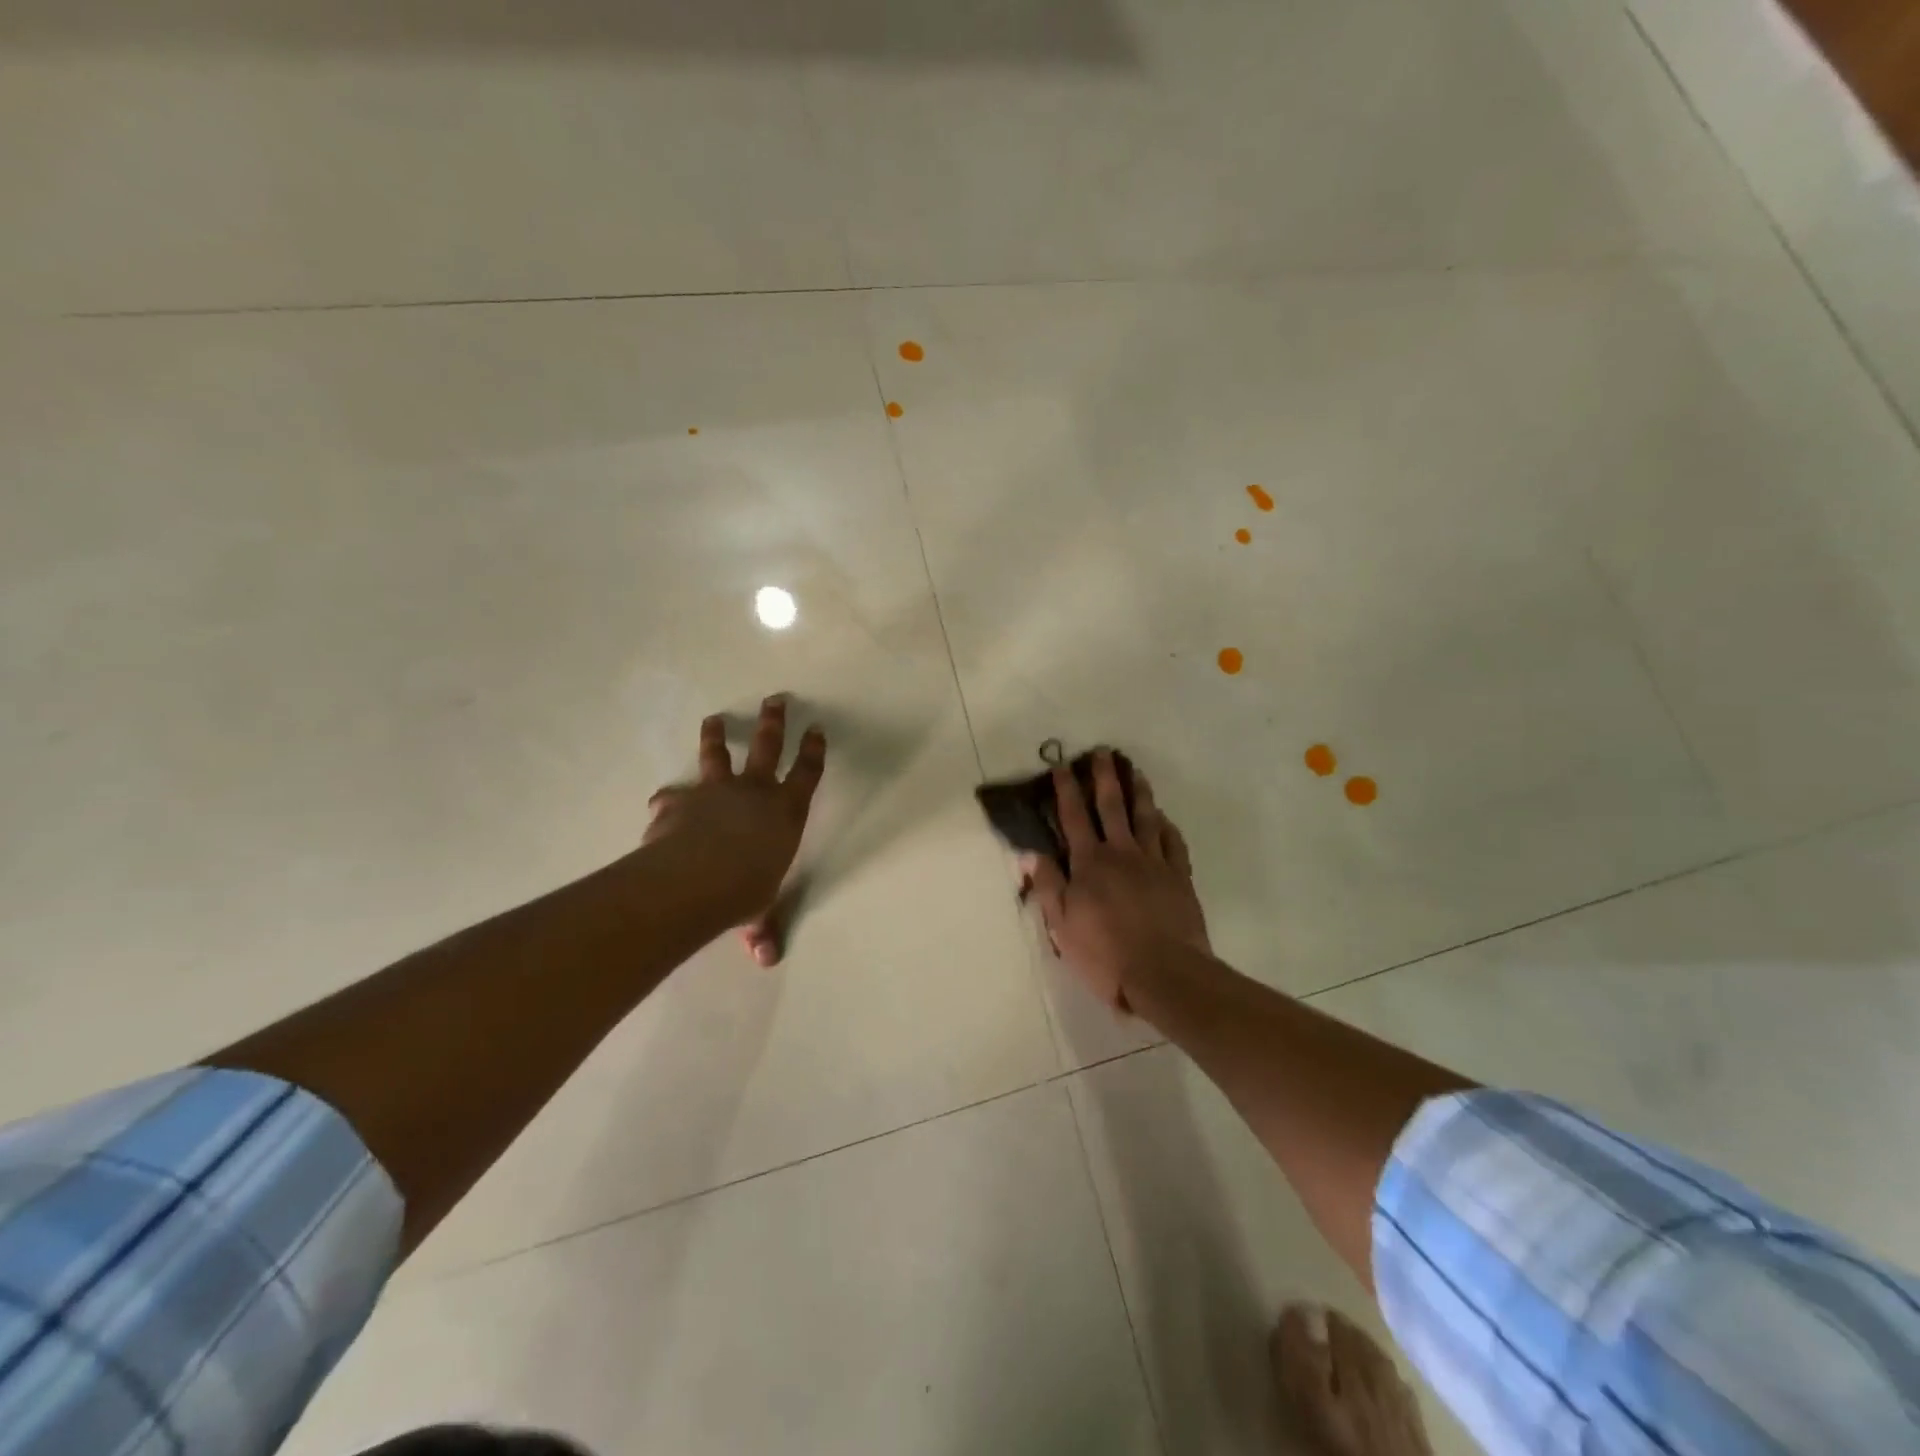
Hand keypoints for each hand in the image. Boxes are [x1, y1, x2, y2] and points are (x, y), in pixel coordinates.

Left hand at [644, 696, 825, 964]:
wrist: (694, 880)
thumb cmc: (743, 891)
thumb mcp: (758, 911)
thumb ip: (762, 928)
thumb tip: (767, 959)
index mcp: (785, 812)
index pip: (807, 774)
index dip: (813, 751)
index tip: (816, 729)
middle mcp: (753, 792)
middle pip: (767, 747)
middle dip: (774, 722)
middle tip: (776, 699)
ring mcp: (714, 791)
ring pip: (717, 755)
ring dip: (717, 736)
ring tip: (715, 719)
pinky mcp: (679, 801)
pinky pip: (674, 795)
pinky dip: (670, 798)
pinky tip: (663, 801)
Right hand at [1021, 751, 1209, 1012]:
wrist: (1165, 973)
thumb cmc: (1105, 953)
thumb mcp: (1063, 925)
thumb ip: (1049, 885)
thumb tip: (1032, 853)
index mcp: (1089, 863)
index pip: (1074, 817)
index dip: (1066, 790)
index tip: (1062, 765)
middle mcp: (1122, 853)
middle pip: (1112, 806)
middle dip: (1105, 777)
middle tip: (1103, 752)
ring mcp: (1154, 863)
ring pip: (1146, 817)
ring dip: (1139, 792)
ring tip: (1136, 772)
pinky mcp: (1179, 878)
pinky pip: (1173, 843)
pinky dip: (1168, 827)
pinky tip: (1165, 819)